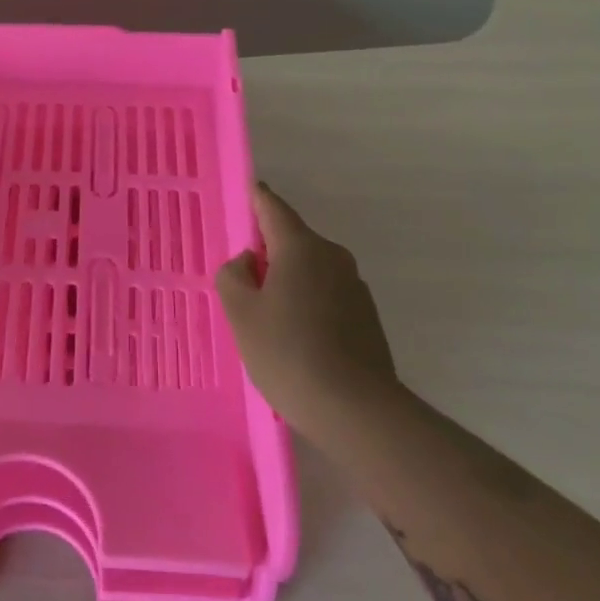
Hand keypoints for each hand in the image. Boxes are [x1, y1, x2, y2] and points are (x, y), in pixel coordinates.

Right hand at [216, 183, 402, 439]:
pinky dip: (306, 304)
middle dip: (267, 252)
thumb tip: (248, 262)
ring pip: (310, 271)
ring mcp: (354, 288)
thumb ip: (233, 275)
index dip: (256, 198)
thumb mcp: (241, 313)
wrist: (356, 410)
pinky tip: (294, 340)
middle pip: (292, 241)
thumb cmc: (288, 352)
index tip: (247, 190)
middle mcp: (333, 257)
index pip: (273, 208)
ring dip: (287, 282)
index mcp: (301, 248)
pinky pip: (326, 296)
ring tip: (265, 319)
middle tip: (241, 282)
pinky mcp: (366, 317)